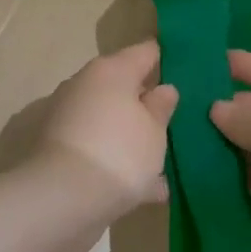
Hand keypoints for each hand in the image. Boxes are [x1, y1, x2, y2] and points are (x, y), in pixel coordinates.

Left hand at [35, 41, 178, 218]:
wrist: (62, 199)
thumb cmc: (119, 152)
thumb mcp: (155, 130)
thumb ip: (161, 107)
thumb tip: (163, 89)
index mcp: (110, 71)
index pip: (145, 51)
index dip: (168, 58)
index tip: (188, 69)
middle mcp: (85, 87)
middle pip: (124, 87)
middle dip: (148, 102)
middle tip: (178, 119)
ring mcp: (69, 120)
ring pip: (112, 121)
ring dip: (135, 137)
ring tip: (167, 160)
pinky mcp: (61, 152)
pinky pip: (101, 150)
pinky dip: (120, 164)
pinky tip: (151, 189)